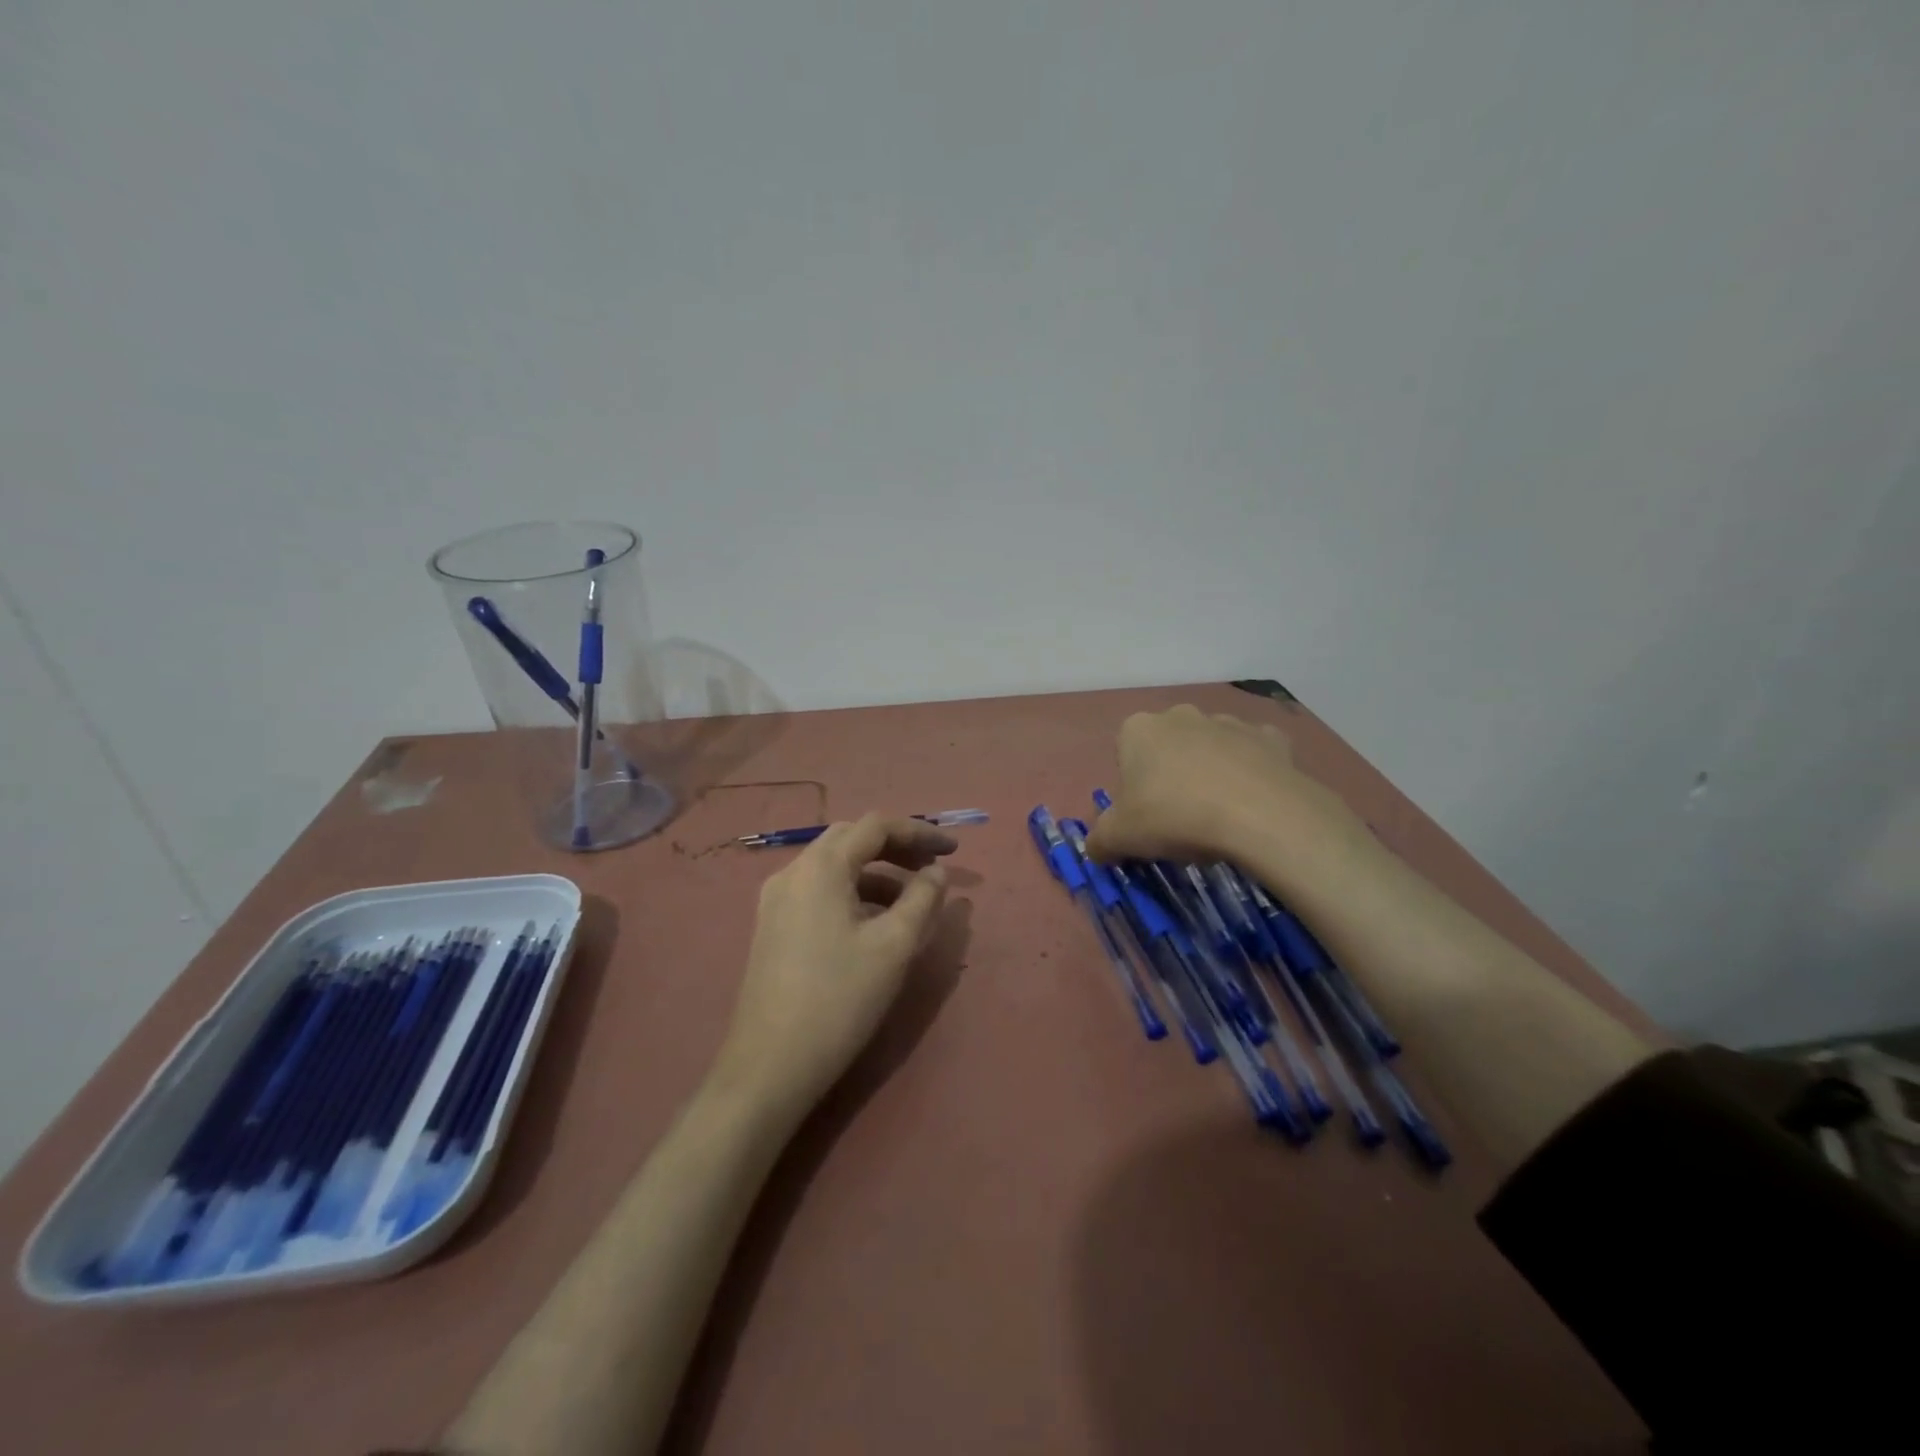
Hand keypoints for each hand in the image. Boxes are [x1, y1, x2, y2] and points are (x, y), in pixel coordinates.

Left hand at [712, 813, 956, 1117]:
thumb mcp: (894, 947)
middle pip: (851, 839)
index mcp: (820, 867)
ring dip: (875, 873)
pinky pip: (819, 891)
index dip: (919, 832)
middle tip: (931, 869)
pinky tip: (873, 923)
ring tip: (911, 901)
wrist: (769, 1066)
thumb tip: (936, 873)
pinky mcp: (772, 926)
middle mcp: (792, 872)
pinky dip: (853, 893)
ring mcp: (776, 900)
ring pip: (834, 867)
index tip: (954, 850)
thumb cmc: (839, 999)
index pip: (875, 826)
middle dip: (896, 847)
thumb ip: (922, 899)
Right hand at [1084, 704, 1363, 866]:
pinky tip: (1253, 802)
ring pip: (1210, 748)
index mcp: (1138, 729)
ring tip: (1219, 815)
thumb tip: (1096, 848)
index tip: (1143, 817)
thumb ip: (1099, 840)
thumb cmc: (1174, 817)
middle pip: (1168, 747)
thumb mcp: (1120, 838)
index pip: (1125, 753)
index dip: (1131, 787)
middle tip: (1178, 818)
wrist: (1258, 814)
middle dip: (1170, 775)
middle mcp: (1181, 715)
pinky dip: (1251, 772)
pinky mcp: (1270, 738)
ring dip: (1210, 772)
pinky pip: (1253, 755)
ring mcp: (1228, 722)